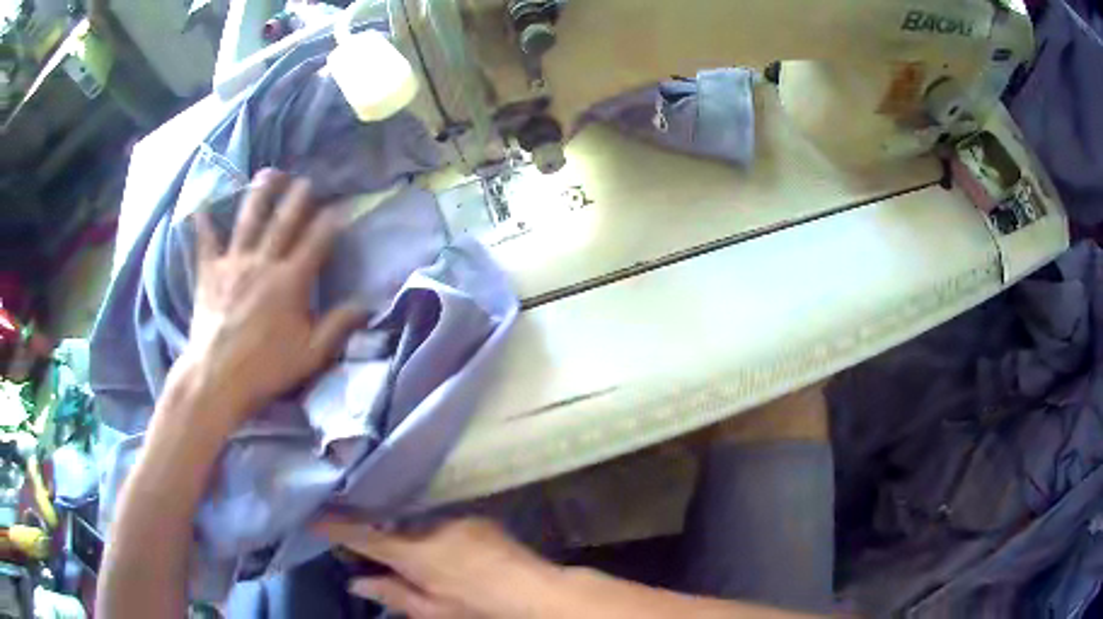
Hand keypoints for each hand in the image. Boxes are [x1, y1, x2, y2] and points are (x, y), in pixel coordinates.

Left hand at [173, 169, 365, 435]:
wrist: (217, 377)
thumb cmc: (266, 368)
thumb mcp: (310, 354)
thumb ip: (338, 326)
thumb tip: (368, 305)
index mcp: (290, 281)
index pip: (317, 241)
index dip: (331, 221)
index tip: (342, 206)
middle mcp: (263, 262)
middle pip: (284, 220)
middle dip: (298, 197)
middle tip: (307, 180)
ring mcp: (234, 263)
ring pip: (249, 219)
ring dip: (261, 193)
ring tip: (270, 173)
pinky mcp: (209, 271)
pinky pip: (205, 241)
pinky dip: (203, 222)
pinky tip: (201, 205)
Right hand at [316, 517, 560, 618]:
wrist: (539, 593)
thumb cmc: (481, 610)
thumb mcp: (433, 612)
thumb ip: (393, 594)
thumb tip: (356, 581)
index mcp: (415, 554)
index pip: (365, 536)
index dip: (337, 527)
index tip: (314, 518)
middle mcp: (431, 528)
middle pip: (392, 530)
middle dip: (379, 541)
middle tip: (369, 557)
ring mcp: (457, 520)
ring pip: (418, 528)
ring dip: (411, 542)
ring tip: (420, 566)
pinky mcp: (476, 520)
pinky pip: (443, 527)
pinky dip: (436, 540)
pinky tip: (450, 559)